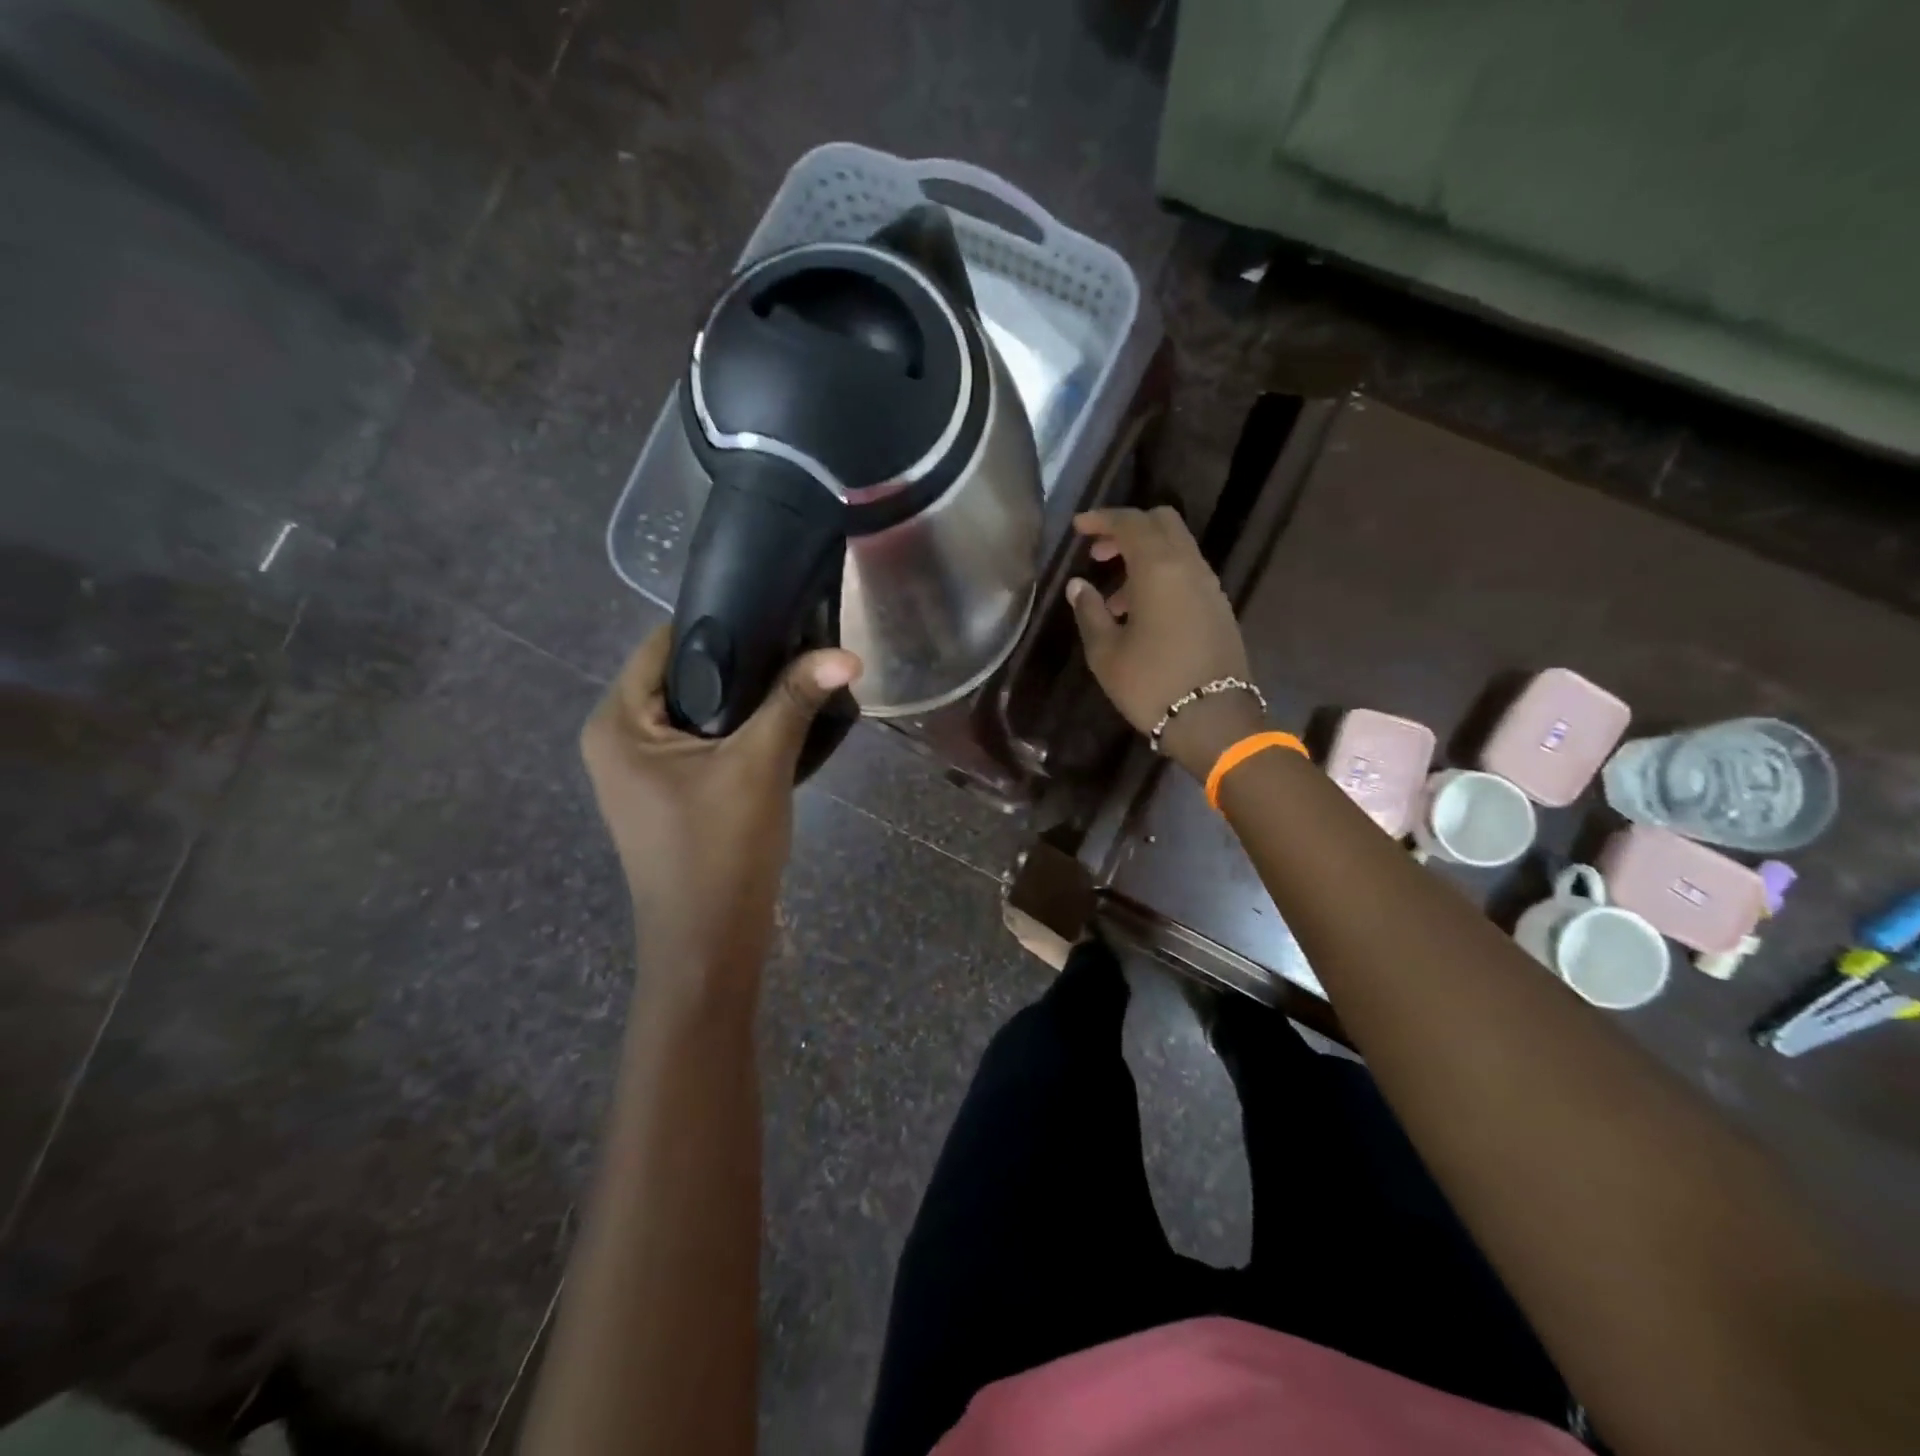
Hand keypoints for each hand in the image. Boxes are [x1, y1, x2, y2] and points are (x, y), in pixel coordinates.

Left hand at [581, 626, 860, 993]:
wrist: (709, 946)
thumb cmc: (719, 850)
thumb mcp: (759, 765)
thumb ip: (796, 700)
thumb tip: (848, 654)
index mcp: (616, 723)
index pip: (663, 644)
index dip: (720, 623)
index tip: (776, 614)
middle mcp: (616, 740)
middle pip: (681, 676)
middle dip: (739, 664)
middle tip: (797, 648)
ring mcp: (639, 772)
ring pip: (696, 712)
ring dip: (743, 700)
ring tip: (796, 681)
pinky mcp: (666, 795)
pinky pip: (701, 743)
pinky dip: (736, 732)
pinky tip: (779, 725)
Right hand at [1066, 507, 1262, 779]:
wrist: (1213, 721)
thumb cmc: (1151, 684)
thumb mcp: (1105, 653)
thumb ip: (1089, 611)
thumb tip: (1079, 585)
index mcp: (1158, 569)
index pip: (1130, 523)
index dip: (1102, 519)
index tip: (1078, 527)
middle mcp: (1189, 567)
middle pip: (1162, 523)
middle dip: (1128, 529)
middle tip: (1098, 554)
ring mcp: (1209, 587)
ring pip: (1176, 549)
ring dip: (1144, 557)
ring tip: (1114, 599)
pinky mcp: (1219, 608)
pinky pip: (1187, 574)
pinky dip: (1162, 576)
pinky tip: (1142, 613)